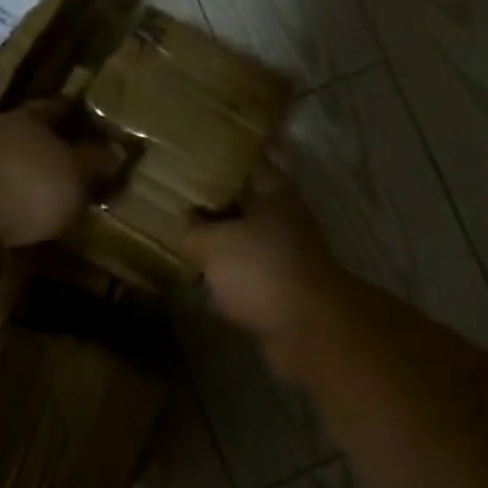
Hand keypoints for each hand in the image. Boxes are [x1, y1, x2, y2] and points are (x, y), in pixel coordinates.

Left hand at [0, 99, 120, 247]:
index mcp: (26, 119)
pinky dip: (22, 211)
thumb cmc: (27, 186)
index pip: (58, 106)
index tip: (101, 124)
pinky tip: (39, 225)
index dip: (80, 113)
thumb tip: (118, 150)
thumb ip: (97, 162)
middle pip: (35, 139)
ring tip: (67, 201)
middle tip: (88, 167)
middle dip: (60, 151)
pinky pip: (5, 202)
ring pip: (19, 171)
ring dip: (39, 184)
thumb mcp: (77, 173)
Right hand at [183, 163, 341, 339]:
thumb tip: (186, 220)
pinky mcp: (280, 293)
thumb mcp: (214, 242)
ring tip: (183, 242)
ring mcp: (285, 259)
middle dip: (216, 206)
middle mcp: (284, 222)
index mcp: (276, 196)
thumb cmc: (261, 269)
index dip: (225, 159)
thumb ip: (194, 228)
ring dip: (220, 246)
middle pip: (247, 206)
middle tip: (179, 203)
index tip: (196, 157)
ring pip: (246, 244)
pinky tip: (200, 284)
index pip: (251, 165)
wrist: (308, 329)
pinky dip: (227, 282)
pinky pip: (247, 279)